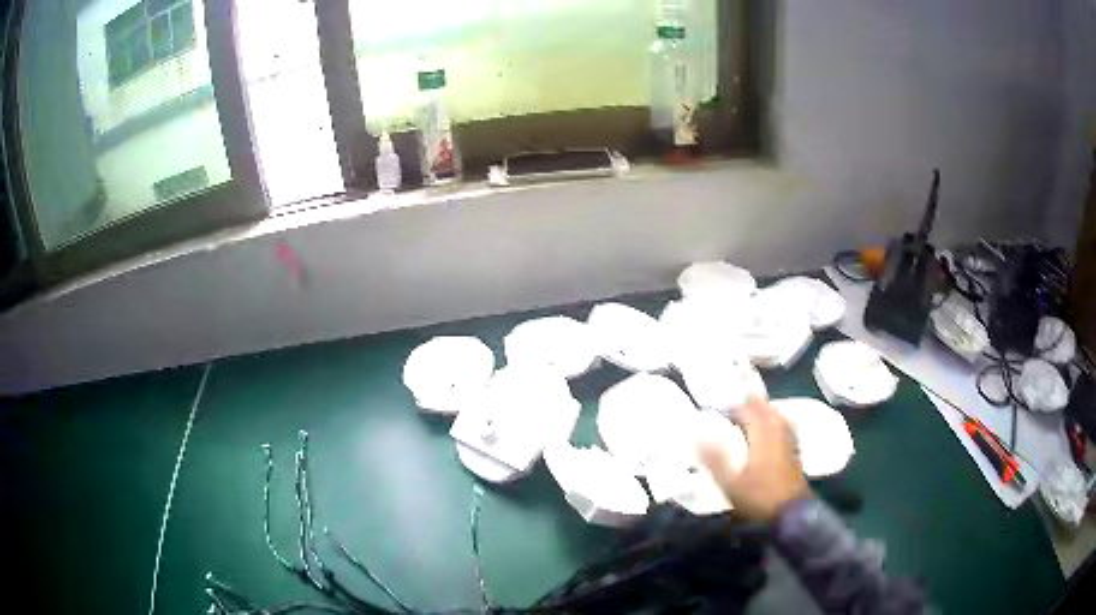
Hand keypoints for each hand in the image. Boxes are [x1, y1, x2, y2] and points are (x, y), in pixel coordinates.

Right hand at [697, 396, 809, 521]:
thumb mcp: (730, 483)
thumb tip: (698, 435)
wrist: (791, 513)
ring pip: (780, 419)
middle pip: (768, 411)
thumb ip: (714, 458)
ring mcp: (789, 445)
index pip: (750, 412)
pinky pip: (787, 430)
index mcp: (762, 437)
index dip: (736, 408)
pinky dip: (779, 425)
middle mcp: (778, 435)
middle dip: (754, 405)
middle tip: (741, 403)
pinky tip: (776, 431)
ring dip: (768, 412)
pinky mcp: (796, 455)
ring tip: (758, 412)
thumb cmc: (758, 498)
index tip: (722, 409)